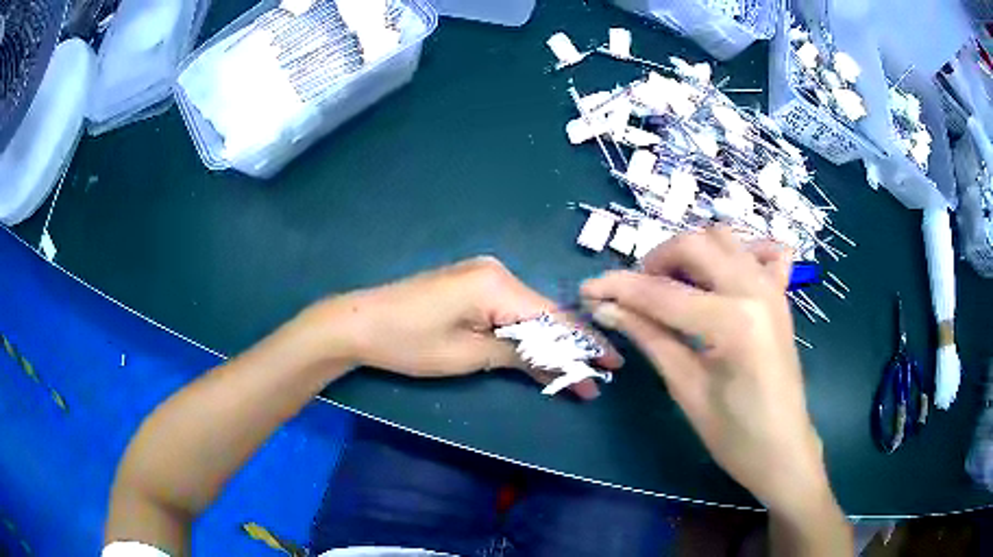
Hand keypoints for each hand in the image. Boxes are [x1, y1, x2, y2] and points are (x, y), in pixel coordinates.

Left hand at [312, 256, 621, 398]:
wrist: (359, 323)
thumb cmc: (409, 343)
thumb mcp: (468, 355)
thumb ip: (520, 355)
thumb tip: (562, 364)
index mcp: (498, 284)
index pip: (554, 317)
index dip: (584, 344)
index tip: (611, 365)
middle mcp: (497, 272)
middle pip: (545, 313)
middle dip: (570, 347)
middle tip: (596, 376)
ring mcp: (484, 276)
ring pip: (530, 313)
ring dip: (550, 343)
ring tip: (576, 372)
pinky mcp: (472, 286)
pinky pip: (511, 310)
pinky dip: (527, 334)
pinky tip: (542, 353)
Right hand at [581, 227, 830, 514]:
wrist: (782, 448)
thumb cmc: (733, 434)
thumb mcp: (686, 388)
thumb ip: (650, 337)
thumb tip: (607, 307)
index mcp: (733, 322)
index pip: (663, 293)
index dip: (619, 289)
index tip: (588, 289)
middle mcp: (755, 289)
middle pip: (694, 245)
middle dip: (655, 260)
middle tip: (633, 292)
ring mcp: (772, 286)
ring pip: (723, 238)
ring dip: (690, 252)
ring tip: (671, 285)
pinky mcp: (781, 294)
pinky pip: (763, 251)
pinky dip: (739, 251)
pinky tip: (723, 276)